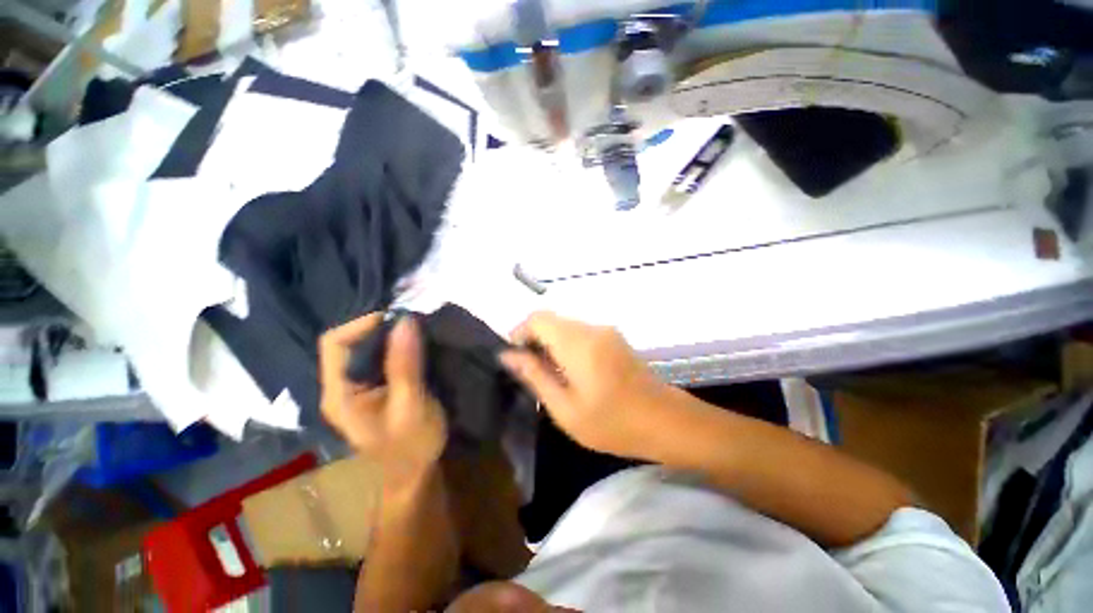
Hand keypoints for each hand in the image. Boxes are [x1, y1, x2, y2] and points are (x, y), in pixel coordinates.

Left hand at [320, 314, 446, 490]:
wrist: (415, 475)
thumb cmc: (412, 447)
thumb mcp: (411, 405)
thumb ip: (406, 365)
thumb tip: (405, 321)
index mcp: (339, 393)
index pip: (335, 343)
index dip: (363, 324)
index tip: (399, 320)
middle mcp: (341, 387)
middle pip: (349, 342)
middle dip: (380, 329)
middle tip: (414, 326)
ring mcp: (357, 388)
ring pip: (365, 349)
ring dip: (391, 338)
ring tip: (418, 334)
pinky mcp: (374, 389)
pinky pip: (380, 359)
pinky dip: (397, 348)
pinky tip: (417, 349)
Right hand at [500, 311, 671, 458]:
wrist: (667, 421)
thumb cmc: (613, 423)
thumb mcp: (565, 408)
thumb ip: (535, 376)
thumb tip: (508, 356)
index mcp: (578, 343)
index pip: (538, 318)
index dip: (520, 332)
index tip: (515, 357)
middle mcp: (592, 328)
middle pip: (551, 320)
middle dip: (534, 339)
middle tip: (530, 371)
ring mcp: (606, 331)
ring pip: (565, 326)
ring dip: (551, 342)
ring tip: (550, 375)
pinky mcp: (614, 338)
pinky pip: (581, 332)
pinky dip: (567, 345)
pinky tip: (572, 372)